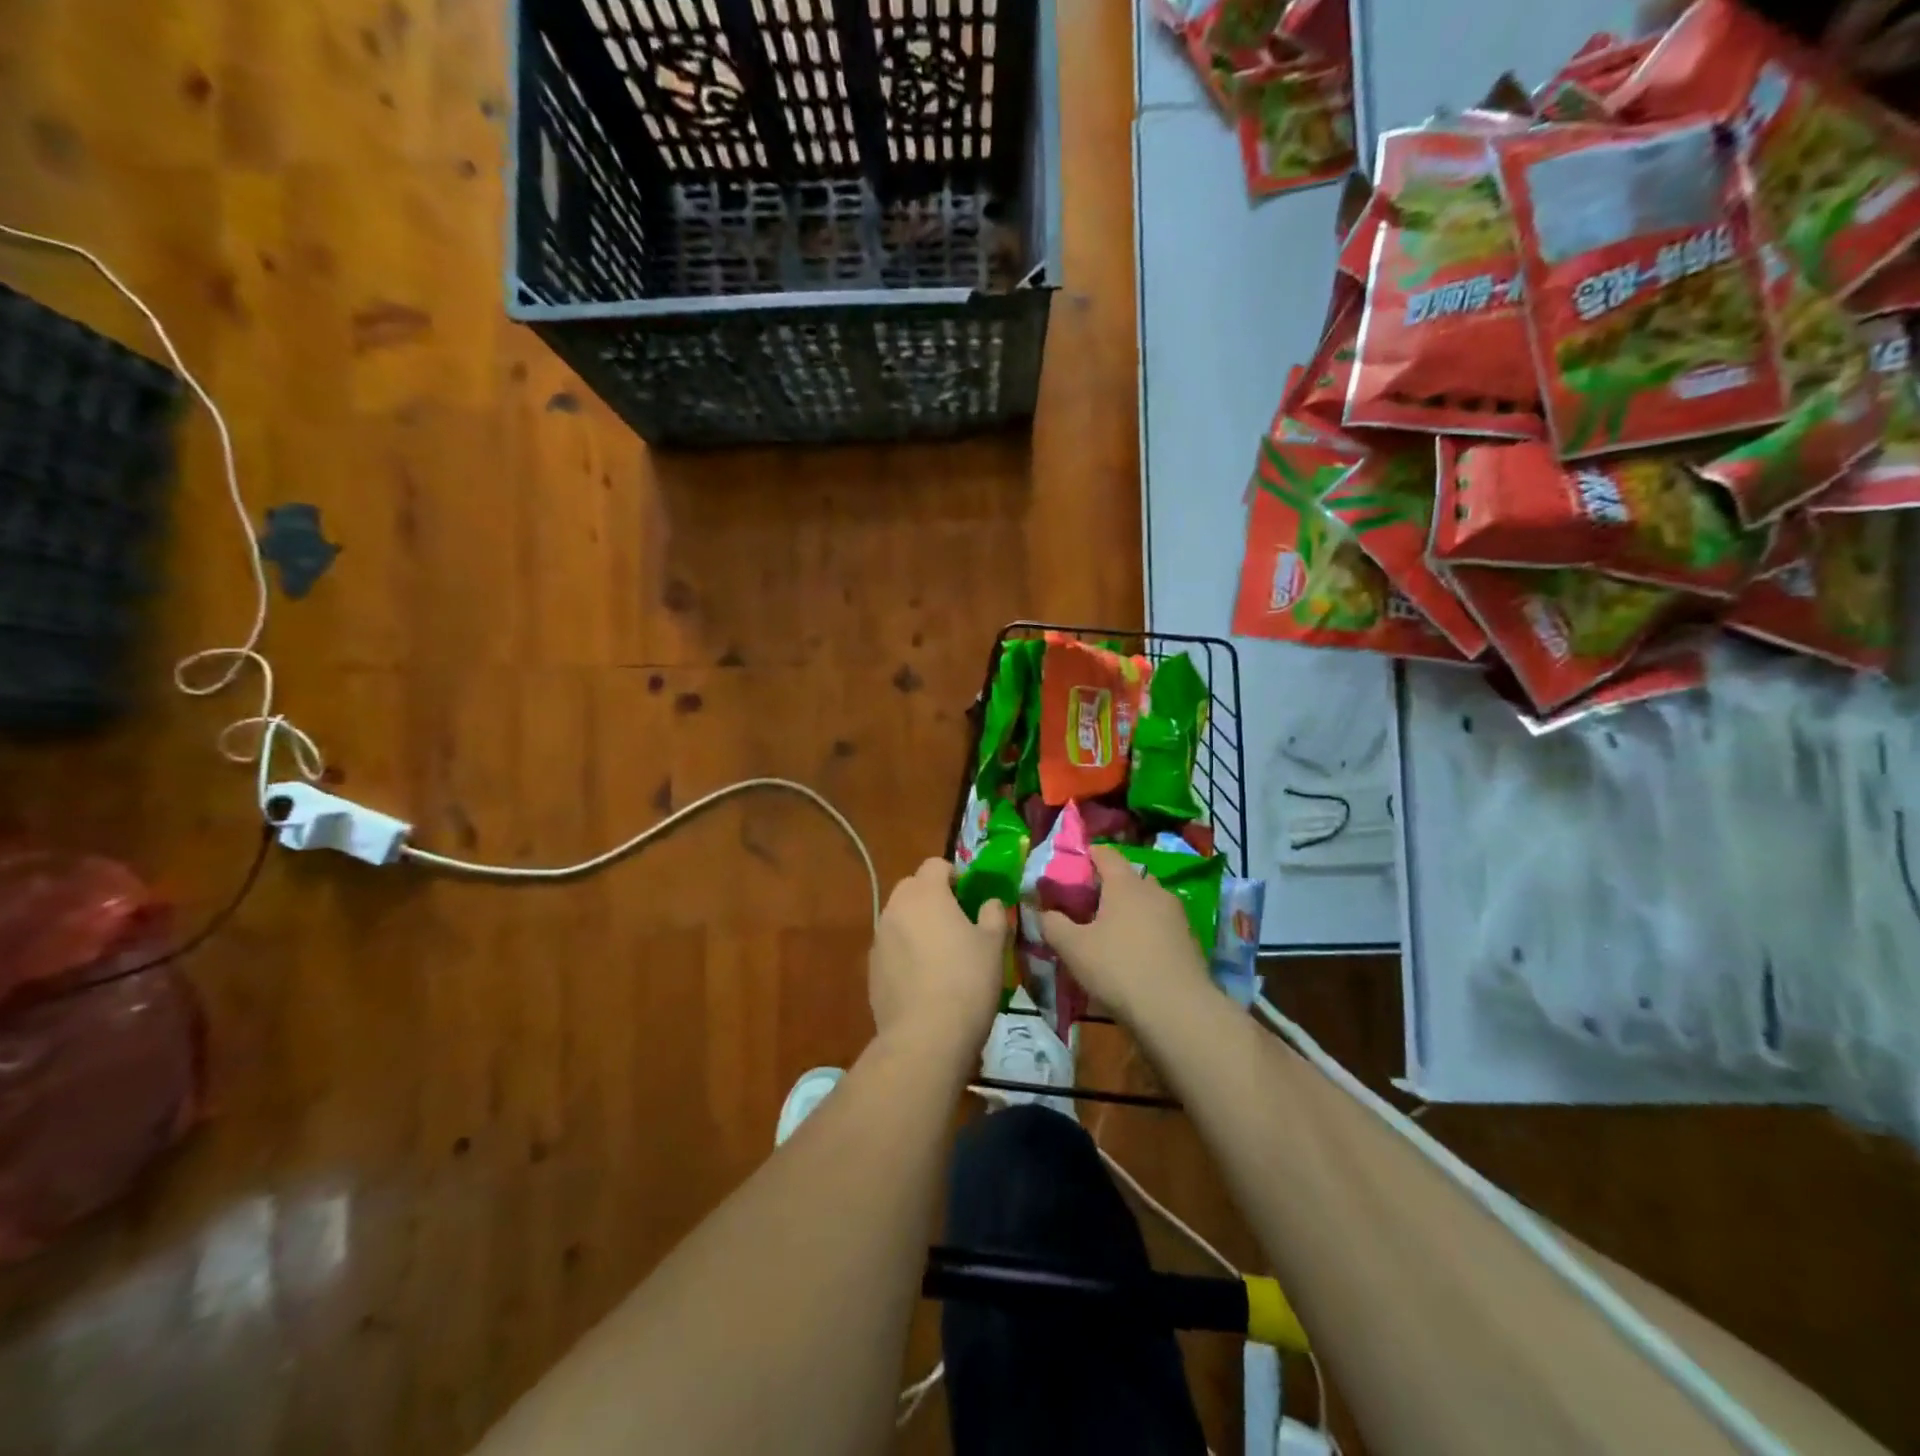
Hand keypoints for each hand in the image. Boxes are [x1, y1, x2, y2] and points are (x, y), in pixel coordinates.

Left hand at [868, 859, 1008, 1051]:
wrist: (925, 1037)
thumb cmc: (967, 981)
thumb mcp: (994, 944)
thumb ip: (993, 914)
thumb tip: (989, 902)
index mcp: (926, 893)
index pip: (935, 864)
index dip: (954, 875)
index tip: (969, 896)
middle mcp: (896, 908)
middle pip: (912, 888)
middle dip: (932, 897)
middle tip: (956, 923)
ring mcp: (879, 938)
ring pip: (899, 918)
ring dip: (917, 925)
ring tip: (939, 955)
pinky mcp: (871, 968)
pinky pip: (891, 947)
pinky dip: (904, 952)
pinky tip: (923, 980)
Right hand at [1040, 845, 1210, 1024]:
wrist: (1178, 1012)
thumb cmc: (1119, 969)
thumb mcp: (1073, 948)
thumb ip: (1053, 924)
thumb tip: (1043, 912)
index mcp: (1125, 884)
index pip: (1105, 854)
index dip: (1087, 856)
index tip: (1070, 869)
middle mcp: (1154, 891)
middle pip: (1127, 878)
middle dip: (1107, 888)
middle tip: (1085, 907)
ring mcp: (1176, 916)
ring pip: (1146, 903)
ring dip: (1128, 912)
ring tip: (1109, 935)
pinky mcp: (1190, 941)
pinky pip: (1160, 926)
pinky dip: (1145, 932)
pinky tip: (1134, 957)